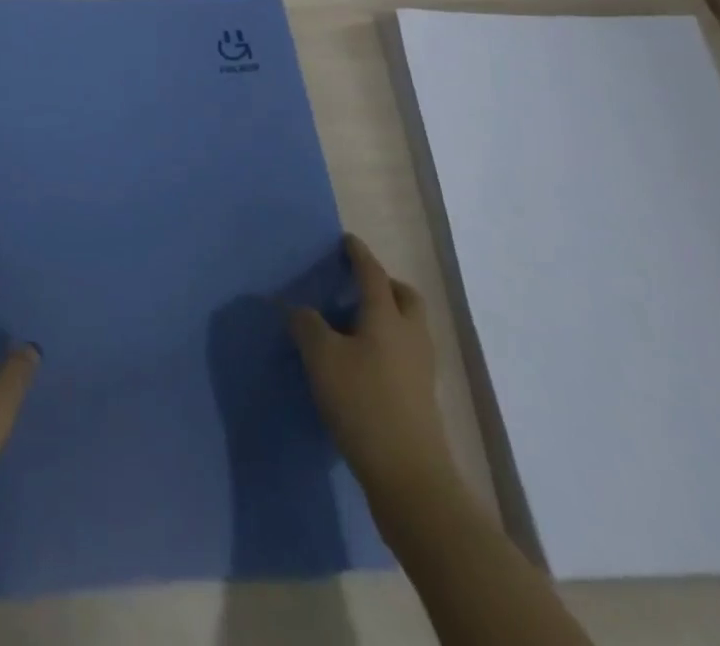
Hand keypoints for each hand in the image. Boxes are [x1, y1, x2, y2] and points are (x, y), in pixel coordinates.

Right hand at [288, 234, 454, 494]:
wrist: (410, 478)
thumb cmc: (363, 404)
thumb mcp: (322, 358)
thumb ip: (307, 325)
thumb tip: (299, 309)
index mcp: (387, 317)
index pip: (373, 274)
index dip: (359, 255)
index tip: (347, 240)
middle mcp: (410, 336)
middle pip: (405, 297)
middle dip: (384, 284)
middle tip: (357, 284)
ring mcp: (421, 369)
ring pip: (408, 327)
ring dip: (387, 315)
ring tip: (354, 322)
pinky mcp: (421, 398)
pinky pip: (405, 353)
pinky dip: (386, 344)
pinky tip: (362, 360)